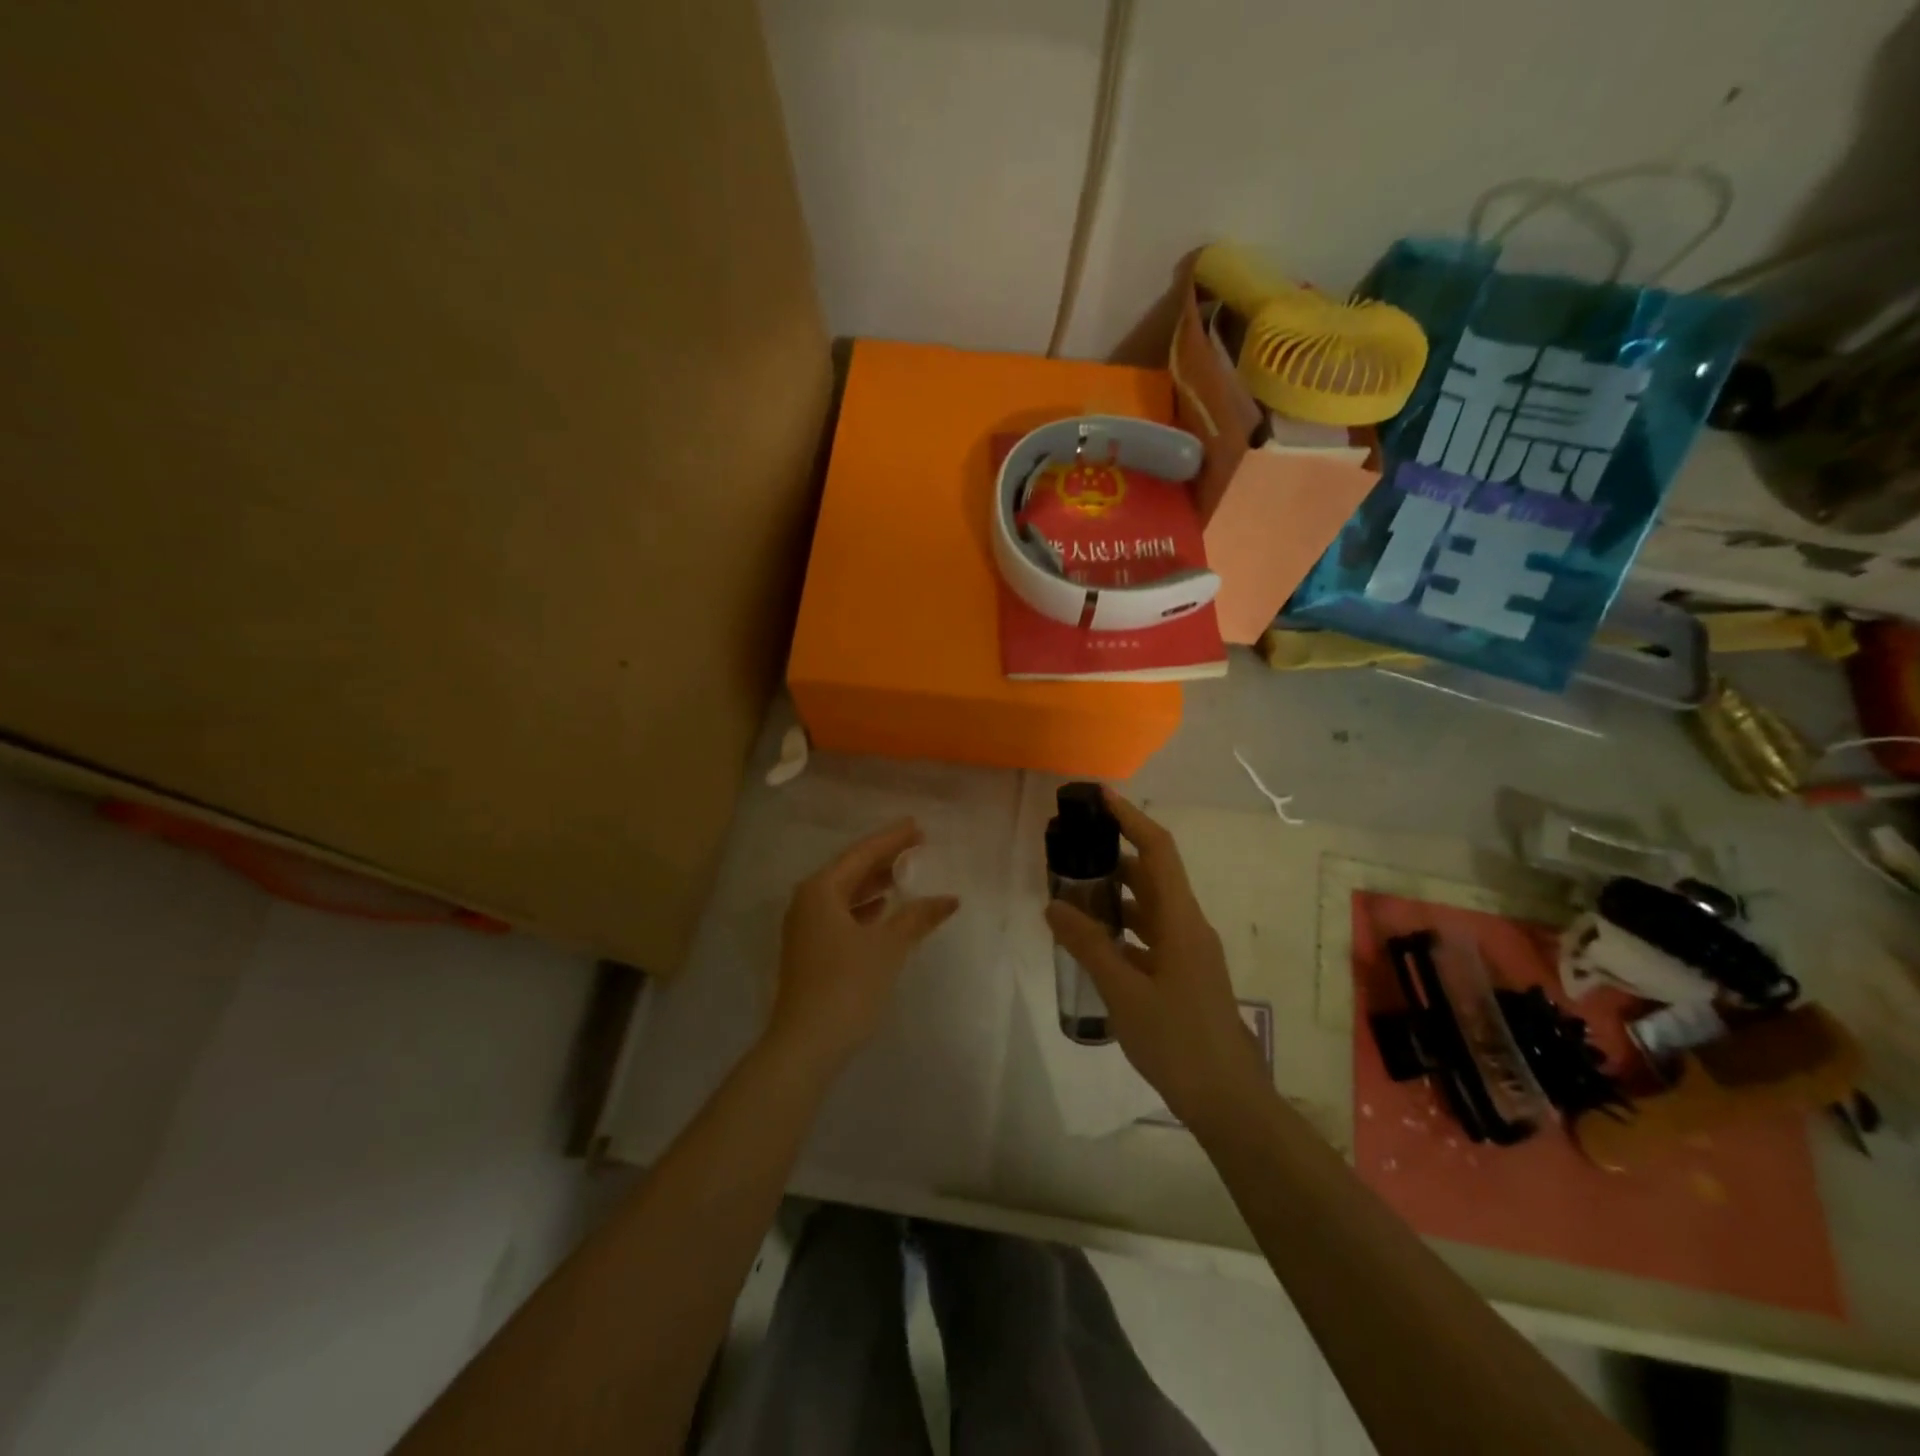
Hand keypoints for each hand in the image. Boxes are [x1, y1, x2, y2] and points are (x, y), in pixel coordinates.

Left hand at [769, 818, 960, 1071]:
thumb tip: (949, 899)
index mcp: (822, 890)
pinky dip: (864, 907)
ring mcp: (805, 927)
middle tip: (916, 845)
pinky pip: (841, 913)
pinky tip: (883, 909)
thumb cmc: (848, 985)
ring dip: (874, 883)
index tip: (916, 825)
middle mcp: (808, 901)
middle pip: (851, 870)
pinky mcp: (809, 950)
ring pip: (845, 893)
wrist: (806, 1044)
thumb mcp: (888, 947)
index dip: (892, 839)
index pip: (862, 854)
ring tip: (904, 873)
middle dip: (884, 858)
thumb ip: (917, 917)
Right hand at [1045, 789, 1268, 1128]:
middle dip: (1114, 855)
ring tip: (1073, 891)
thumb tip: (1054, 905)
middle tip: (1071, 849)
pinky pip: (1150, 936)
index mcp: (1181, 920)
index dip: (1131, 818)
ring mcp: (1189, 953)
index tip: (1100, 797)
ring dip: (1116, 894)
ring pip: (1150, 907)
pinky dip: (1123, 928)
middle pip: (1152, 875)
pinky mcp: (1184, 976)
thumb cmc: (1178, 1040)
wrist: (1229, 1101)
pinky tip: (1094, 942)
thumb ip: (1088, 945)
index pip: (1158, 850)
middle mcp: (1188, 926)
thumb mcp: (1124, 992)